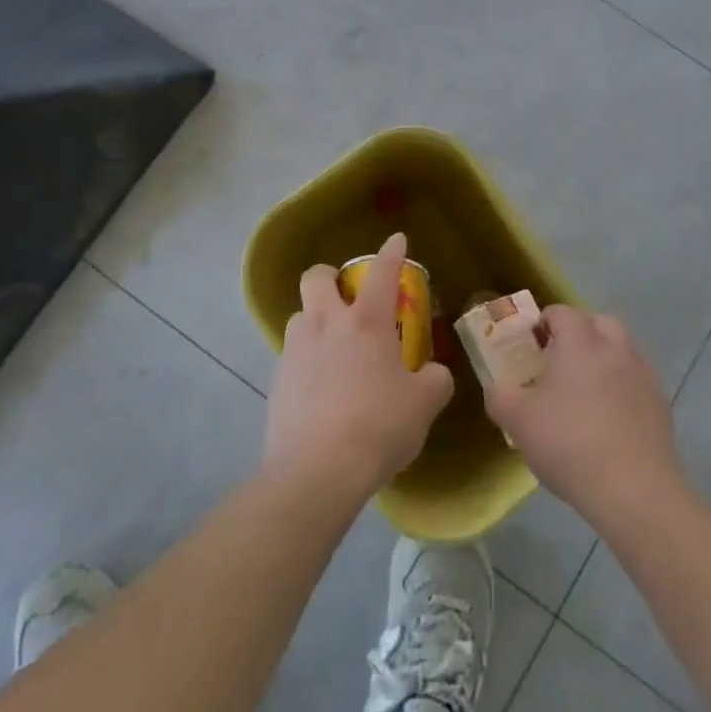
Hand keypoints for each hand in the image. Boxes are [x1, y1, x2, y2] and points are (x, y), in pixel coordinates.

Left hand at [265, 233, 454, 503]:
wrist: (317, 471)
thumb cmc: (379, 426)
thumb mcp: (423, 405)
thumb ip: (434, 381)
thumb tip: (433, 374)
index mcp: (367, 321)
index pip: (382, 271)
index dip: (391, 252)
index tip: (396, 240)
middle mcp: (327, 324)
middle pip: (317, 277)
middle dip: (329, 277)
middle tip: (346, 296)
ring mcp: (296, 350)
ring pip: (300, 316)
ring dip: (316, 322)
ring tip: (333, 349)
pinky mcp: (277, 381)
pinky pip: (292, 356)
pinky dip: (307, 361)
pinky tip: (321, 389)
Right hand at [485, 305, 685, 526]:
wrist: (633, 490)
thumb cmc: (568, 443)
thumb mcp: (517, 420)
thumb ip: (499, 395)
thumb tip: (497, 387)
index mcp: (580, 341)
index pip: (561, 312)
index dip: (543, 323)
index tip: (530, 345)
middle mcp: (615, 347)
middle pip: (598, 323)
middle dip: (580, 334)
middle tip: (559, 362)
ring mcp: (643, 374)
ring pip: (623, 350)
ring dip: (605, 358)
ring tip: (585, 390)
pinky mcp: (660, 404)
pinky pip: (637, 381)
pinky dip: (623, 387)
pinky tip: (610, 418)